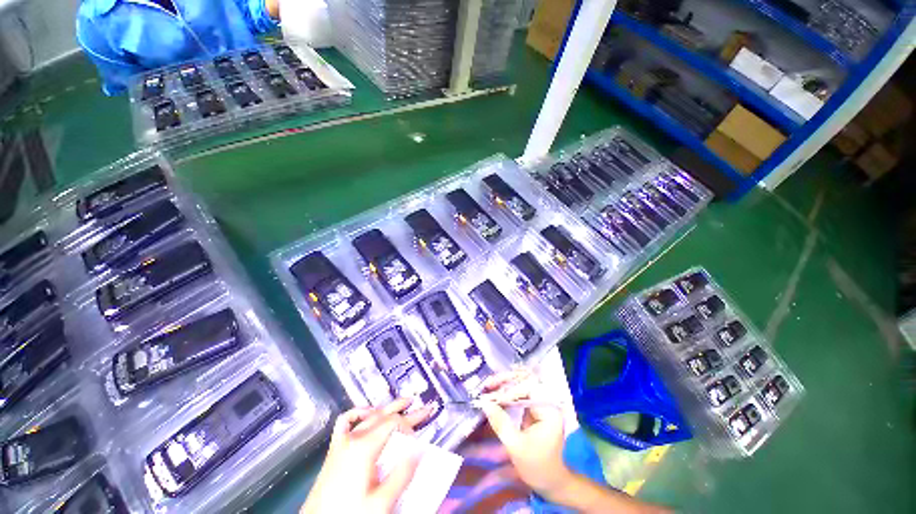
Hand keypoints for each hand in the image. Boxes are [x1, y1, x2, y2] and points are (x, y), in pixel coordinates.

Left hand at [300, 398, 433, 513]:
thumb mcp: (380, 502)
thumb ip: (401, 475)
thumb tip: (419, 451)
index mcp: (364, 447)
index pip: (393, 423)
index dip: (408, 425)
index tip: (417, 438)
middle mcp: (354, 438)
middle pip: (385, 416)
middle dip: (406, 412)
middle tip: (424, 409)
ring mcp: (342, 441)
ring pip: (370, 415)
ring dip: (389, 408)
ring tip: (404, 402)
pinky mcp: (335, 448)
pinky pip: (345, 421)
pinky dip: (358, 413)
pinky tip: (367, 411)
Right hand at [476, 370, 573, 497]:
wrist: (551, 481)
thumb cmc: (537, 466)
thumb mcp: (516, 447)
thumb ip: (501, 423)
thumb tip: (484, 403)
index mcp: (549, 411)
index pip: (529, 388)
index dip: (510, 390)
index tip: (492, 397)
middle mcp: (547, 402)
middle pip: (525, 381)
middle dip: (506, 381)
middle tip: (488, 384)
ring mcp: (541, 404)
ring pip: (521, 384)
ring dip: (505, 384)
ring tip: (489, 386)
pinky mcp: (534, 408)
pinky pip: (520, 393)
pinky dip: (507, 392)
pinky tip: (495, 393)